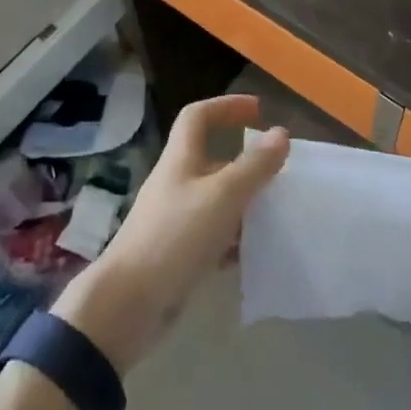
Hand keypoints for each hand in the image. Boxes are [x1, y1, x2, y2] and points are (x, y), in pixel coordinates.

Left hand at [52, 93, 287, 372]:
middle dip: (245, 162)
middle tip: (278, 174)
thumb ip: (254, 166)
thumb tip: (281, 133)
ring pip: (215, 199)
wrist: (129, 303)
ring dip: (243, 202)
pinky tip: (253, 253)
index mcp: (180, 159)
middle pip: (211, 159)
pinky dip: (233, 239)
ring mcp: (174, 218)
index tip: (259, 111)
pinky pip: (211, 235)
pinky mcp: (176, 252)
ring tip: (274, 215)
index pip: (198, 116)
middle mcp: (176, 182)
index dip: (226, 106)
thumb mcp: (222, 196)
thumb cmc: (175, 236)